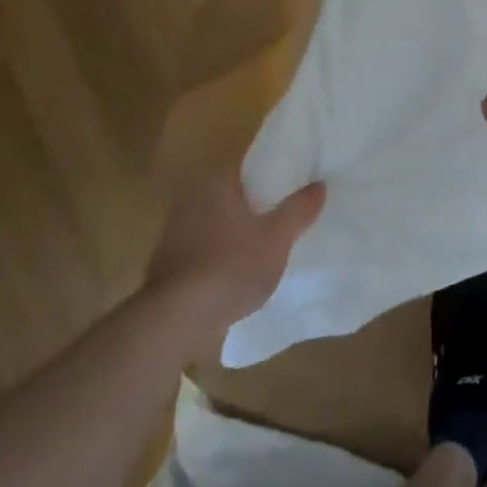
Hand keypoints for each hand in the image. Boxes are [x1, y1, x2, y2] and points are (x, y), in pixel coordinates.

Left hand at [145, 166, 325, 333]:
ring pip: (218, 221)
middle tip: (285, 214)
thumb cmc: (231, 266)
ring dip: (238, 230)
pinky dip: (221, 252)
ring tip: (266, 244)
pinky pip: (204, 246)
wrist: (176, 319)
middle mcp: (191, 198)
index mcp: (217, 182)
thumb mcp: (277, 239)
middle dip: (257, 204)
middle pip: (234, 194)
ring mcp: (174, 231)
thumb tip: (319, 185)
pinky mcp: (167, 262)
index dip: (276, 174)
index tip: (296, 184)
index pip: (251, 166)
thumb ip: (298, 210)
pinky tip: (238, 271)